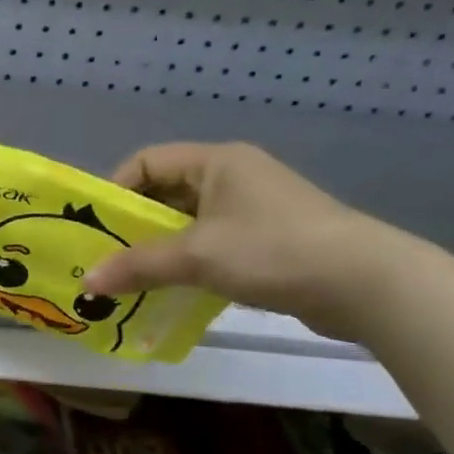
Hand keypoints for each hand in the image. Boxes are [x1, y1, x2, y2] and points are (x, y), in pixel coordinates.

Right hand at [80, 142, 405, 341]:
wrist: (368, 286)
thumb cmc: (273, 251)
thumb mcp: (196, 256)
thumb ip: (137, 266)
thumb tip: (86, 283)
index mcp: (216, 162)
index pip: (146, 162)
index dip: (115, 189)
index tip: (94, 226)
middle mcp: (233, 177)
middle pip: (164, 193)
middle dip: (132, 226)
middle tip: (104, 257)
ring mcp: (253, 210)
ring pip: (186, 223)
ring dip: (157, 249)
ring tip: (130, 279)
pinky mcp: (267, 241)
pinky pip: (210, 245)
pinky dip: (186, 264)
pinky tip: (170, 291)